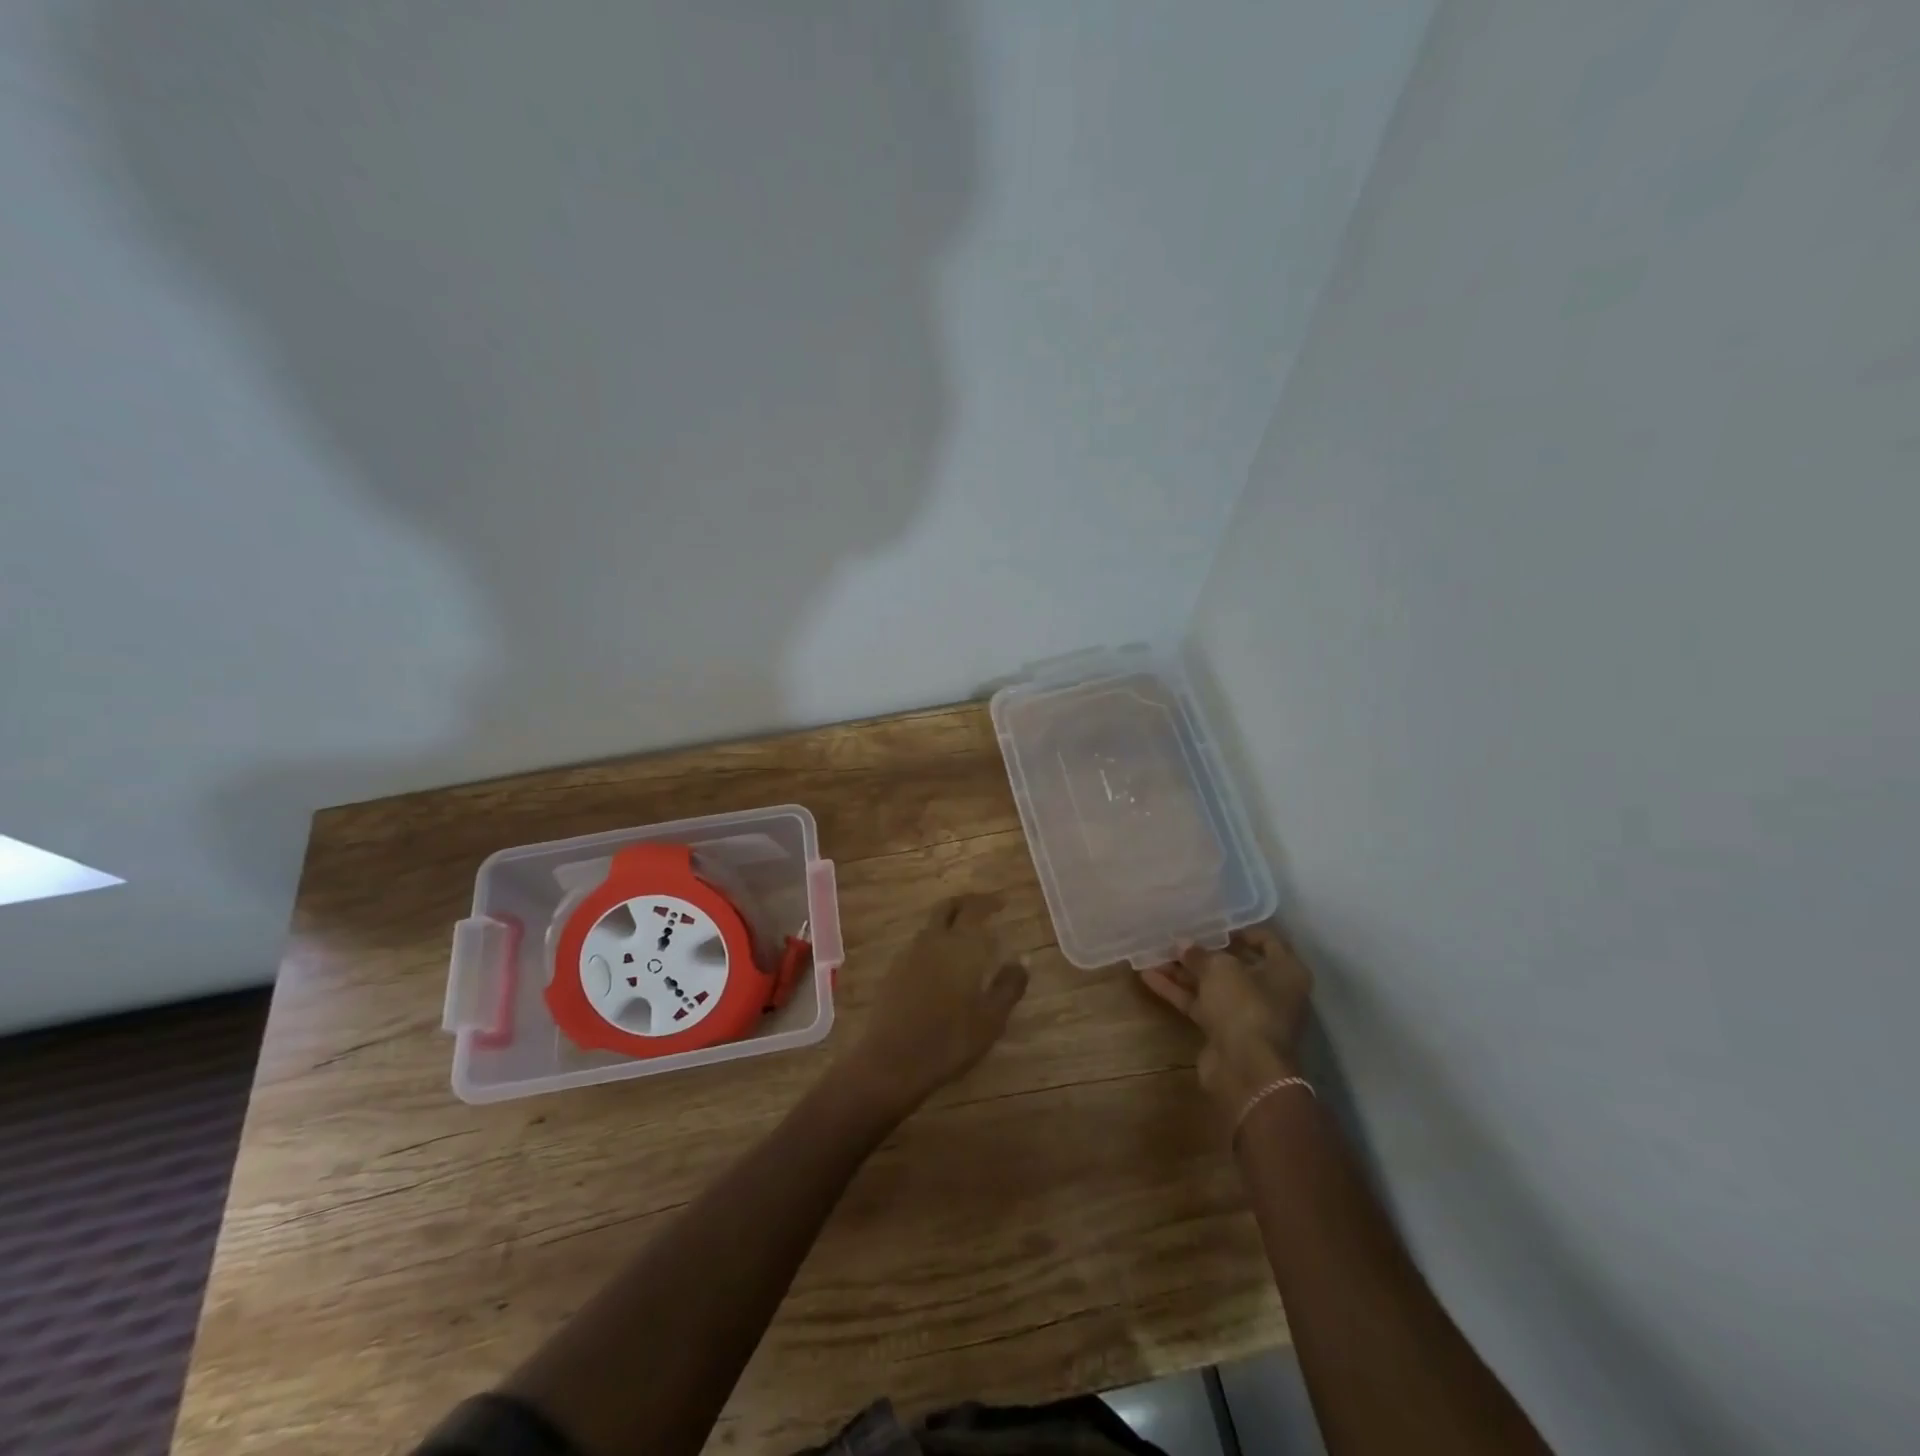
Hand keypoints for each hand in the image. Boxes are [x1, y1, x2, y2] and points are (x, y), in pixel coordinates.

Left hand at [841, 894, 1028, 1114]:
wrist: (892, 1062)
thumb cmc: (950, 1040)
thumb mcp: (991, 1019)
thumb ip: (1009, 986)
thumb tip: (1022, 960)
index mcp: (959, 946)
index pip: (974, 909)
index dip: (988, 901)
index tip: (1002, 903)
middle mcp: (932, 941)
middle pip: (946, 908)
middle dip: (965, 903)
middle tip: (982, 909)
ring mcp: (908, 955)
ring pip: (930, 927)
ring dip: (948, 925)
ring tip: (965, 941)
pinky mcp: (893, 973)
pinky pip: (918, 947)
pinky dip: (934, 945)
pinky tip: (942, 967)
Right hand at [1140, 923, 1312, 1124]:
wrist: (1246, 1070)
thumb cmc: (1245, 1005)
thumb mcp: (1220, 969)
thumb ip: (1200, 954)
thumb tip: (1183, 945)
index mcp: (1285, 970)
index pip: (1266, 940)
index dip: (1239, 929)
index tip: (1211, 922)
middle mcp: (1270, 990)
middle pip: (1234, 964)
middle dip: (1203, 951)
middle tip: (1176, 936)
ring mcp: (1246, 1013)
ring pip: (1212, 985)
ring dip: (1184, 971)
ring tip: (1153, 953)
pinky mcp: (1224, 1032)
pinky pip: (1200, 1004)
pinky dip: (1177, 992)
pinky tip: (1148, 977)